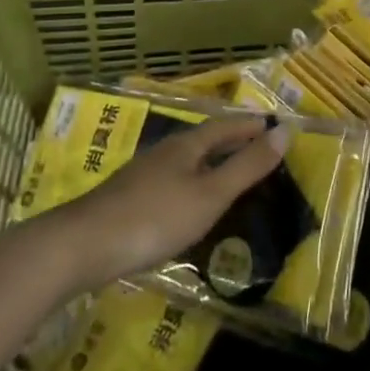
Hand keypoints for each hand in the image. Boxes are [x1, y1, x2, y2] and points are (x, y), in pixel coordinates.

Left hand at [43, 118, 288, 291]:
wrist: (84, 245)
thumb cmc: (155, 218)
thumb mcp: (209, 195)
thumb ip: (246, 167)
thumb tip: (284, 131)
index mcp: (187, 145)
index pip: (226, 126)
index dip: (250, 125)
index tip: (275, 125)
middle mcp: (166, 151)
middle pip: (205, 139)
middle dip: (232, 140)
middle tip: (259, 147)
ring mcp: (144, 174)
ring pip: (187, 160)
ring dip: (212, 162)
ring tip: (230, 175)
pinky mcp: (130, 198)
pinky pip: (173, 180)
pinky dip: (193, 183)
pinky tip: (191, 204)